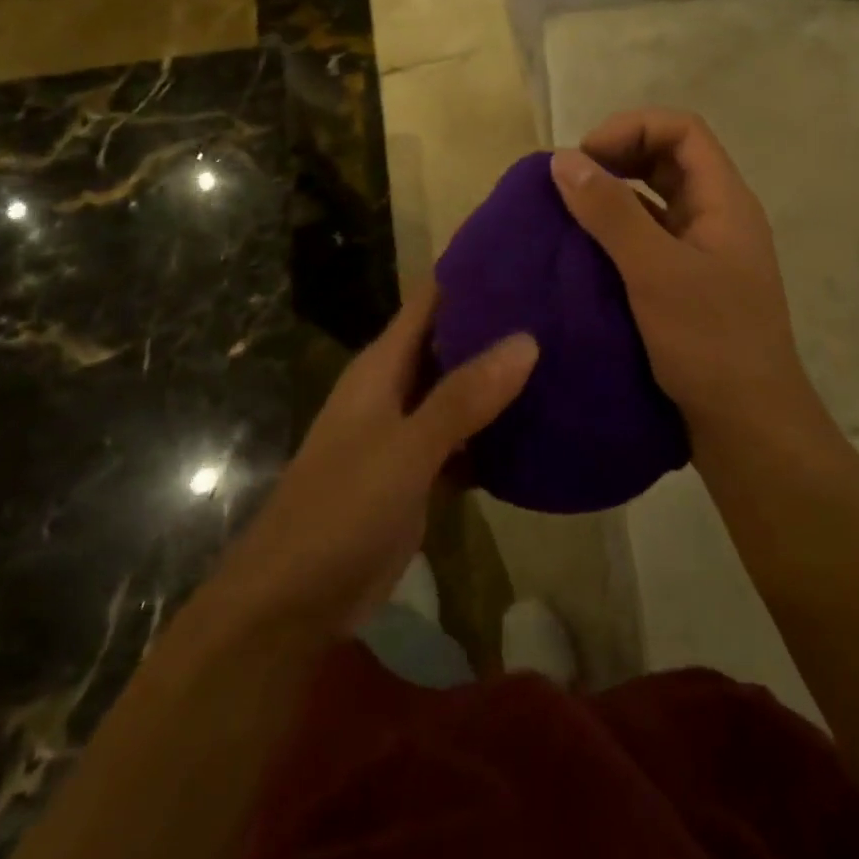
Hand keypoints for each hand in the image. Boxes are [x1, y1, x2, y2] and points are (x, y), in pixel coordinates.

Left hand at [209, 281, 537, 635]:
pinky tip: (539, 429)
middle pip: (450, 342)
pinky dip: (493, 433)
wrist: (293, 602)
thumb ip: (463, 396)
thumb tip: (526, 339)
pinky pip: (463, 439)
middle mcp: (394, 388)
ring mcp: (405, 432)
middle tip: (562, 307)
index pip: (430, 300)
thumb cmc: (342, 509)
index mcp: (382, 366)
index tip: (527, 257)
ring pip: (460, 392)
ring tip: (564, 357)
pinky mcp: (417, 473)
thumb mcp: (407, 449)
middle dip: (498, 326)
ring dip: (500, 380)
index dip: (472, 274)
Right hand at [550, 109, 813, 443]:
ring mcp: (704, 251)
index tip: (585, 157)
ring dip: (614, 195)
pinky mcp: (687, 282)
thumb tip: (564, 158)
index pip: (683, 130)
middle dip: (618, 156)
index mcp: (724, 201)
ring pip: (657, 199)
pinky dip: (617, 231)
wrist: (748, 425)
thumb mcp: (654, 272)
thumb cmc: (709, 342)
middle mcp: (717, 216)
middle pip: (669, 158)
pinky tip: (584, 251)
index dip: (631, 128)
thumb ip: (611, 212)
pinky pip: (649, 237)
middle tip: (571, 181)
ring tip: (569, 211)